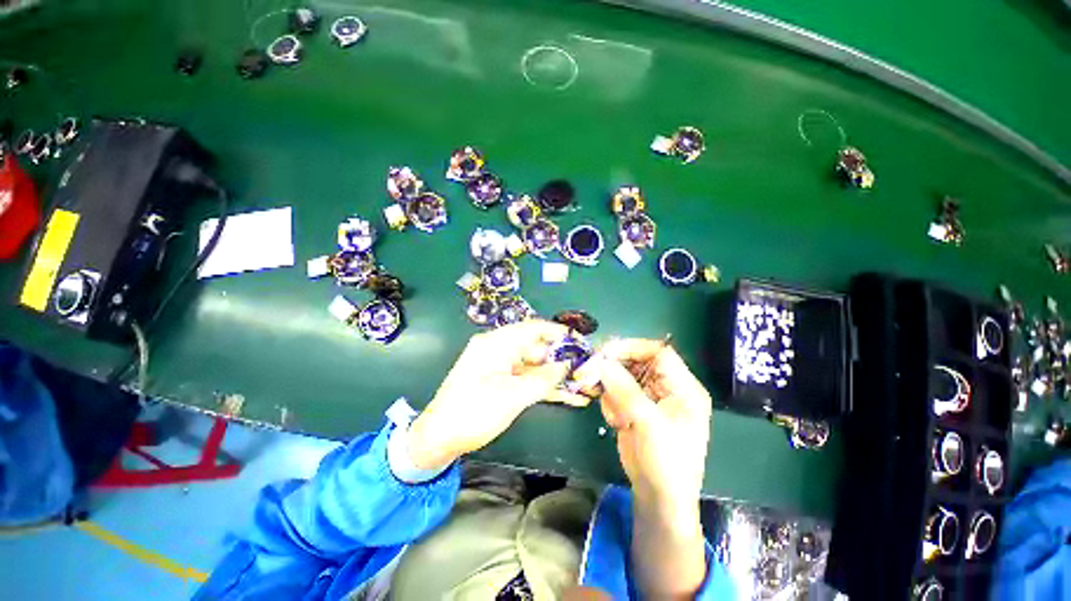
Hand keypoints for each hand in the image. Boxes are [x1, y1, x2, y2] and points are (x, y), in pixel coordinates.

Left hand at [407, 320, 589, 471]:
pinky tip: (569, 397)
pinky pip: (528, 379)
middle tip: (588, 371)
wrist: (438, 439)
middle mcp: (500, 350)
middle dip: (562, 360)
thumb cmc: (472, 414)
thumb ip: (542, 379)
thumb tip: (566, 365)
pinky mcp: (502, 382)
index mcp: (496, 344)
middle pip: (537, 349)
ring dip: (558, 377)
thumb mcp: (511, 397)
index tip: (581, 343)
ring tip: (585, 387)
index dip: (558, 333)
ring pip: (536, 367)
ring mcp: (502, 367)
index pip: (533, 329)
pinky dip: (546, 387)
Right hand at [576, 338, 711, 511]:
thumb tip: (601, 361)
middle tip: (592, 373)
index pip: (658, 352)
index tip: (605, 352)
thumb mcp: (648, 424)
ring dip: (611, 390)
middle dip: (615, 368)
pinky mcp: (634, 407)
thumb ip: (624, 390)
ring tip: (615, 416)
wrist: (658, 498)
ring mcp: (649, 397)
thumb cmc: (665, 462)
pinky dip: (610, 403)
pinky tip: (616, 424)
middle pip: (637, 361)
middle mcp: (666, 387)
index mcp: (683, 387)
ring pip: (622, 375)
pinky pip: (615, 392)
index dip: (632, 347)